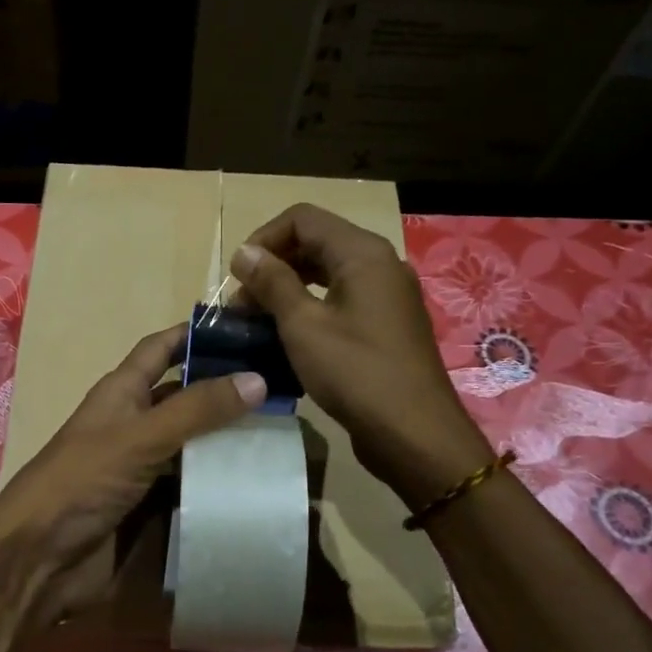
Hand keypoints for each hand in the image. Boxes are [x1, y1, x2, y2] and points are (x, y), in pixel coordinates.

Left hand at [0, 324, 265, 626]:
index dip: (195, 334)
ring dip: (228, 438)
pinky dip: (219, 481)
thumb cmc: (82, 481)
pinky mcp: (151, 505)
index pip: (161, 349)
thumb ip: (196, 410)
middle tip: (282, 387)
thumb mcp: (140, 437)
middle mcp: (134, 423)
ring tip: (283, 432)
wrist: (39, 558)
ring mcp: (142, 466)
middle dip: (226, 390)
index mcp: (121, 392)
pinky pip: (192, 484)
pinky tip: (258, 480)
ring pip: (193, 442)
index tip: (246, 328)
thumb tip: (258, 378)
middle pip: (185, 396)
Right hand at [231, 204, 492, 505]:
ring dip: (289, 290)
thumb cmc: (355, 373)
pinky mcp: (387, 325)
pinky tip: (290, 338)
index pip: (302, 219)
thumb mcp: (303, 325)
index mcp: (362, 253)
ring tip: (259, 322)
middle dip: (274, 267)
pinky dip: (311, 309)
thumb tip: (244, 252)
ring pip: (328, 274)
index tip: (237, 277)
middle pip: (316, 243)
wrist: (414, 433)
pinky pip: (342, 301)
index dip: (263, 239)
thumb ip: (272, 282)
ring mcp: (387, 295)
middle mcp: (380, 264)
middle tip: (243, 305)